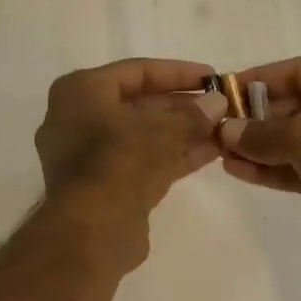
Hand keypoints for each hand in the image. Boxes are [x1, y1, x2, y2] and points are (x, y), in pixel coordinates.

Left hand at [35, 58, 227, 268]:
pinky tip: (210, 153)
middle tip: (221, 106)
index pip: (136, 71)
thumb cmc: (120, 161)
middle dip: (183, 106)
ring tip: (223, 129)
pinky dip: (172, 155)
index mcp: (80, 92)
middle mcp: (77, 119)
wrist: (92, 229)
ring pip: (142, 135)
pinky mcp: (104, 187)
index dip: (178, 73)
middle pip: (138, 104)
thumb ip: (193, 114)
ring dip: (182, 132)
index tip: (212, 77)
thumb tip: (218, 103)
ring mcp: (88, 156)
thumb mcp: (163, 130)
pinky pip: (142, 161)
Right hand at [218, 57, 300, 253]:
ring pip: (299, 141)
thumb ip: (261, 132)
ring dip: (261, 146)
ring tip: (221, 152)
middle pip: (299, 106)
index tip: (226, 91)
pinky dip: (274, 168)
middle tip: (220, 127)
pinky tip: (239, 170)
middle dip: (258, 118)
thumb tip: (225, 131)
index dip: (261, 80)